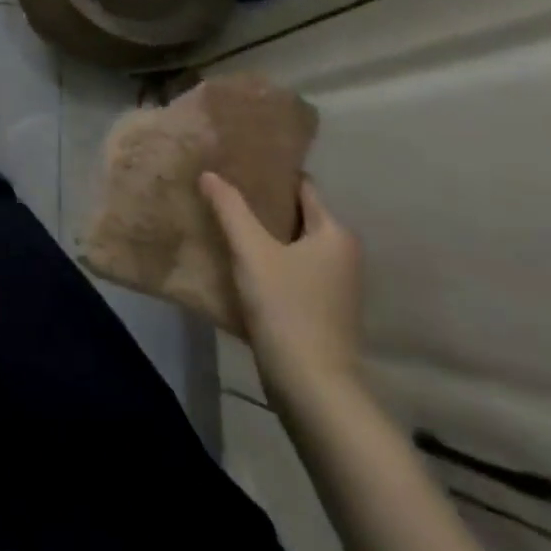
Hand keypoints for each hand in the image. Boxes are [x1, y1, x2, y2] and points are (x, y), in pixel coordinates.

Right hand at [201, 172, 362, 405]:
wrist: (313, 389)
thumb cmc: (287, 308)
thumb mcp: (251, 251)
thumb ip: (229, 207)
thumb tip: (209, 173)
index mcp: (334, 234)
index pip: (301, 186)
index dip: (269, 171)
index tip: (235, 161)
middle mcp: (341, 255)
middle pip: (294, 214)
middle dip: (259, 201)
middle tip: (219, 186)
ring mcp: (333, 286)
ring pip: (289, 243)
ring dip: (259, 232)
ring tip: (219, 217)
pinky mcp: (319, 311)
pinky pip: (288, 270)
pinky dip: (265, 260)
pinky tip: (233, 259)